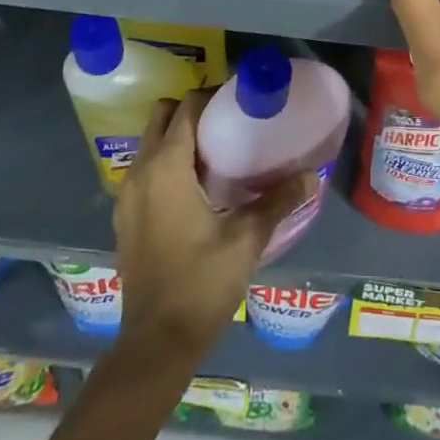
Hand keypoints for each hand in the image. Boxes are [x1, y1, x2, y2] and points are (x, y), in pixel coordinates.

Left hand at [112, 94, 317, 361]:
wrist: (156, 343)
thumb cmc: (201, 283)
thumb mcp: (247, 238)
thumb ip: (279, 200)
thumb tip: (313, 175)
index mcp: (166, 167)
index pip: (186, 108)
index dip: (212, 97)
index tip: (239, 100)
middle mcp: (140, 172)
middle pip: (161, 117)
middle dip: (192, 110)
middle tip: (228, 122)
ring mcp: (128, 196)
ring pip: (150, 144)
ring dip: (178, 137)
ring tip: (218, 151)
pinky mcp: (126, 218)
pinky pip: (146, 170)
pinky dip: (167, 163)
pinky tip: (197, 187)